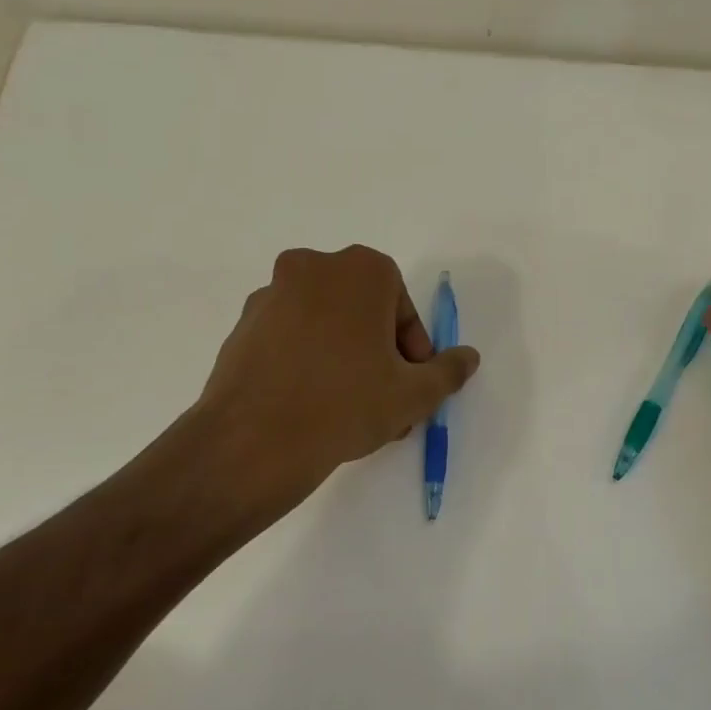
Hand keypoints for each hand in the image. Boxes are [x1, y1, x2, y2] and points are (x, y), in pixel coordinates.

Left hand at [127, 246, 479, 541]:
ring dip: (345, 359)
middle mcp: (312, 268)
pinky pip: (290, 339)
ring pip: (325, 325)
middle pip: (363, 312)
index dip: (412, 348)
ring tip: (350, 409)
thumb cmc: (347, 403)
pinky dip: (306, 361)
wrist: (254, 441)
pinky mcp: (242, 326)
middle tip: (386, 398)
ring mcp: (270, 295)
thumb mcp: (415, 393)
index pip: (401, 306)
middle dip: (379, 354)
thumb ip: (448, 370)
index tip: (410, 383)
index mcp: (360, 270)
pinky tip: (312, 405)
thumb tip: (468, 357)